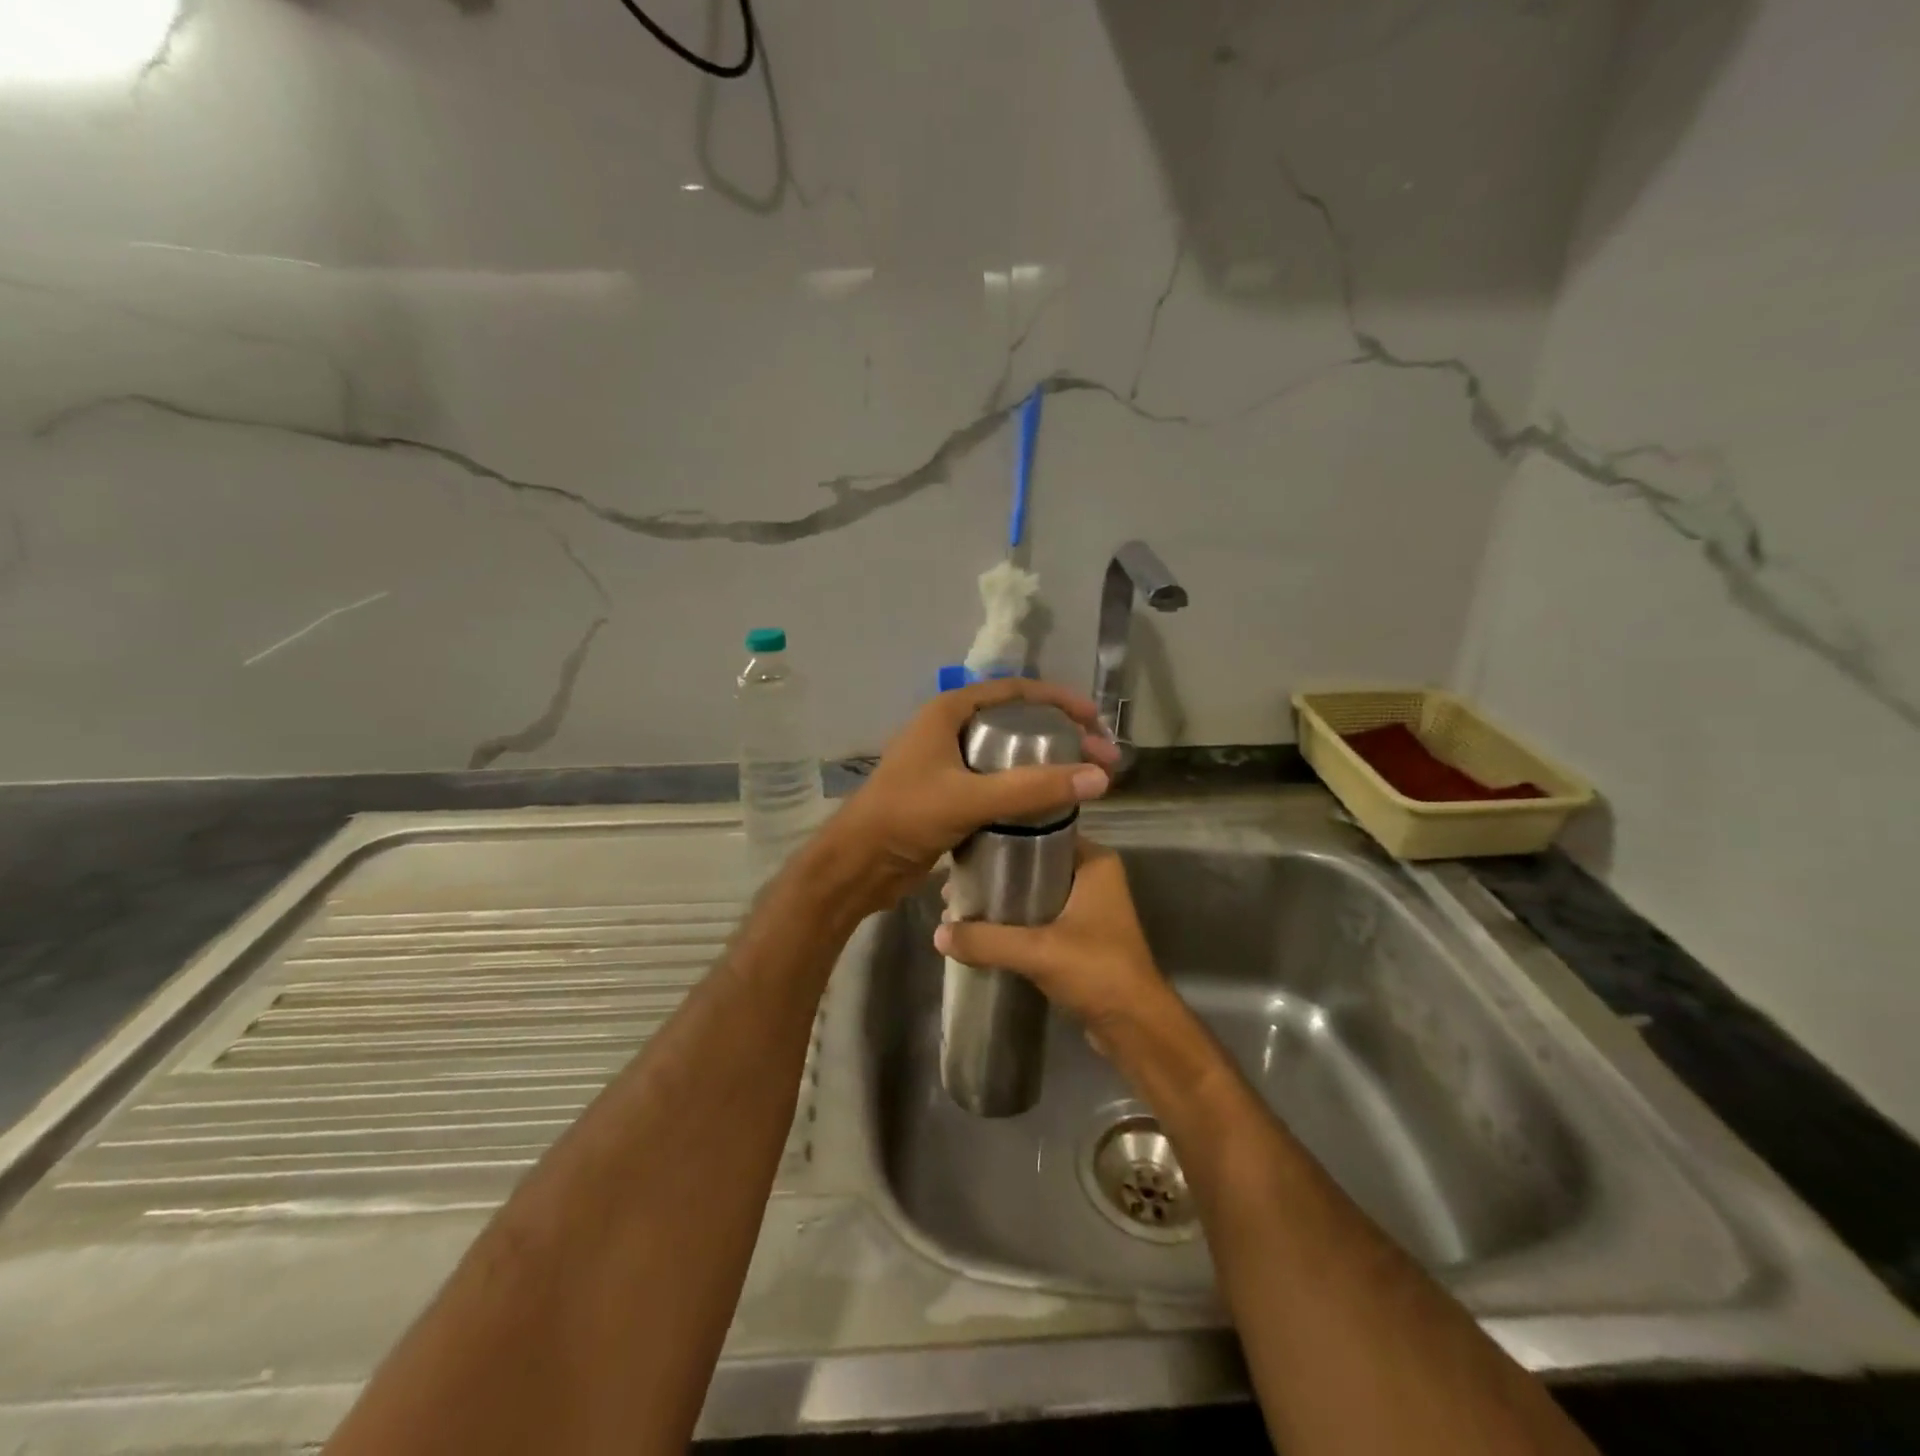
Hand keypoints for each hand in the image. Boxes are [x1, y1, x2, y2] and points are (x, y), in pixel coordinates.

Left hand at [827, 678, 1118, 910]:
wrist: (858, 865)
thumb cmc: (905, 817)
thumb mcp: (970, 798)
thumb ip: (1032, 788)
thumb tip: (1100, 777)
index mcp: (949, 712)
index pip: (1016, 691)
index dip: (1059, 700)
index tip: (1096, 722)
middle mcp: (950, 729)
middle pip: (1016, 721)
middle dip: (1060, 735)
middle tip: (1099, 758)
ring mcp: (948, 763)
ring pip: (1007, 754)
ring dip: (1044, 764)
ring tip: (1083, 781)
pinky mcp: (949, 794)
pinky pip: (996, 782)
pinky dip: (1024, 788)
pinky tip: (1050, 805)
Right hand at [933, 837, 1165, 1036]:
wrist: (1136, 1027)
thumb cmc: (1097, 972)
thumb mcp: (1037, 951)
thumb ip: (986, 940)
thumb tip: (938, 933)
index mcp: (1094, 862)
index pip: (1041, 833)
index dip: (1001, 841)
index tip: (964, 850)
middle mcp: (1093, 877)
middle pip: (1034, 864)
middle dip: (995, 876)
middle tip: (955, 884)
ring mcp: (1089, 908)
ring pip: (1035, 893)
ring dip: (1002, 902)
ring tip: (961, 907)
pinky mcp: (1081, 936)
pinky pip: (1040, 918)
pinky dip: (1014, 923)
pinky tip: (982, 931)